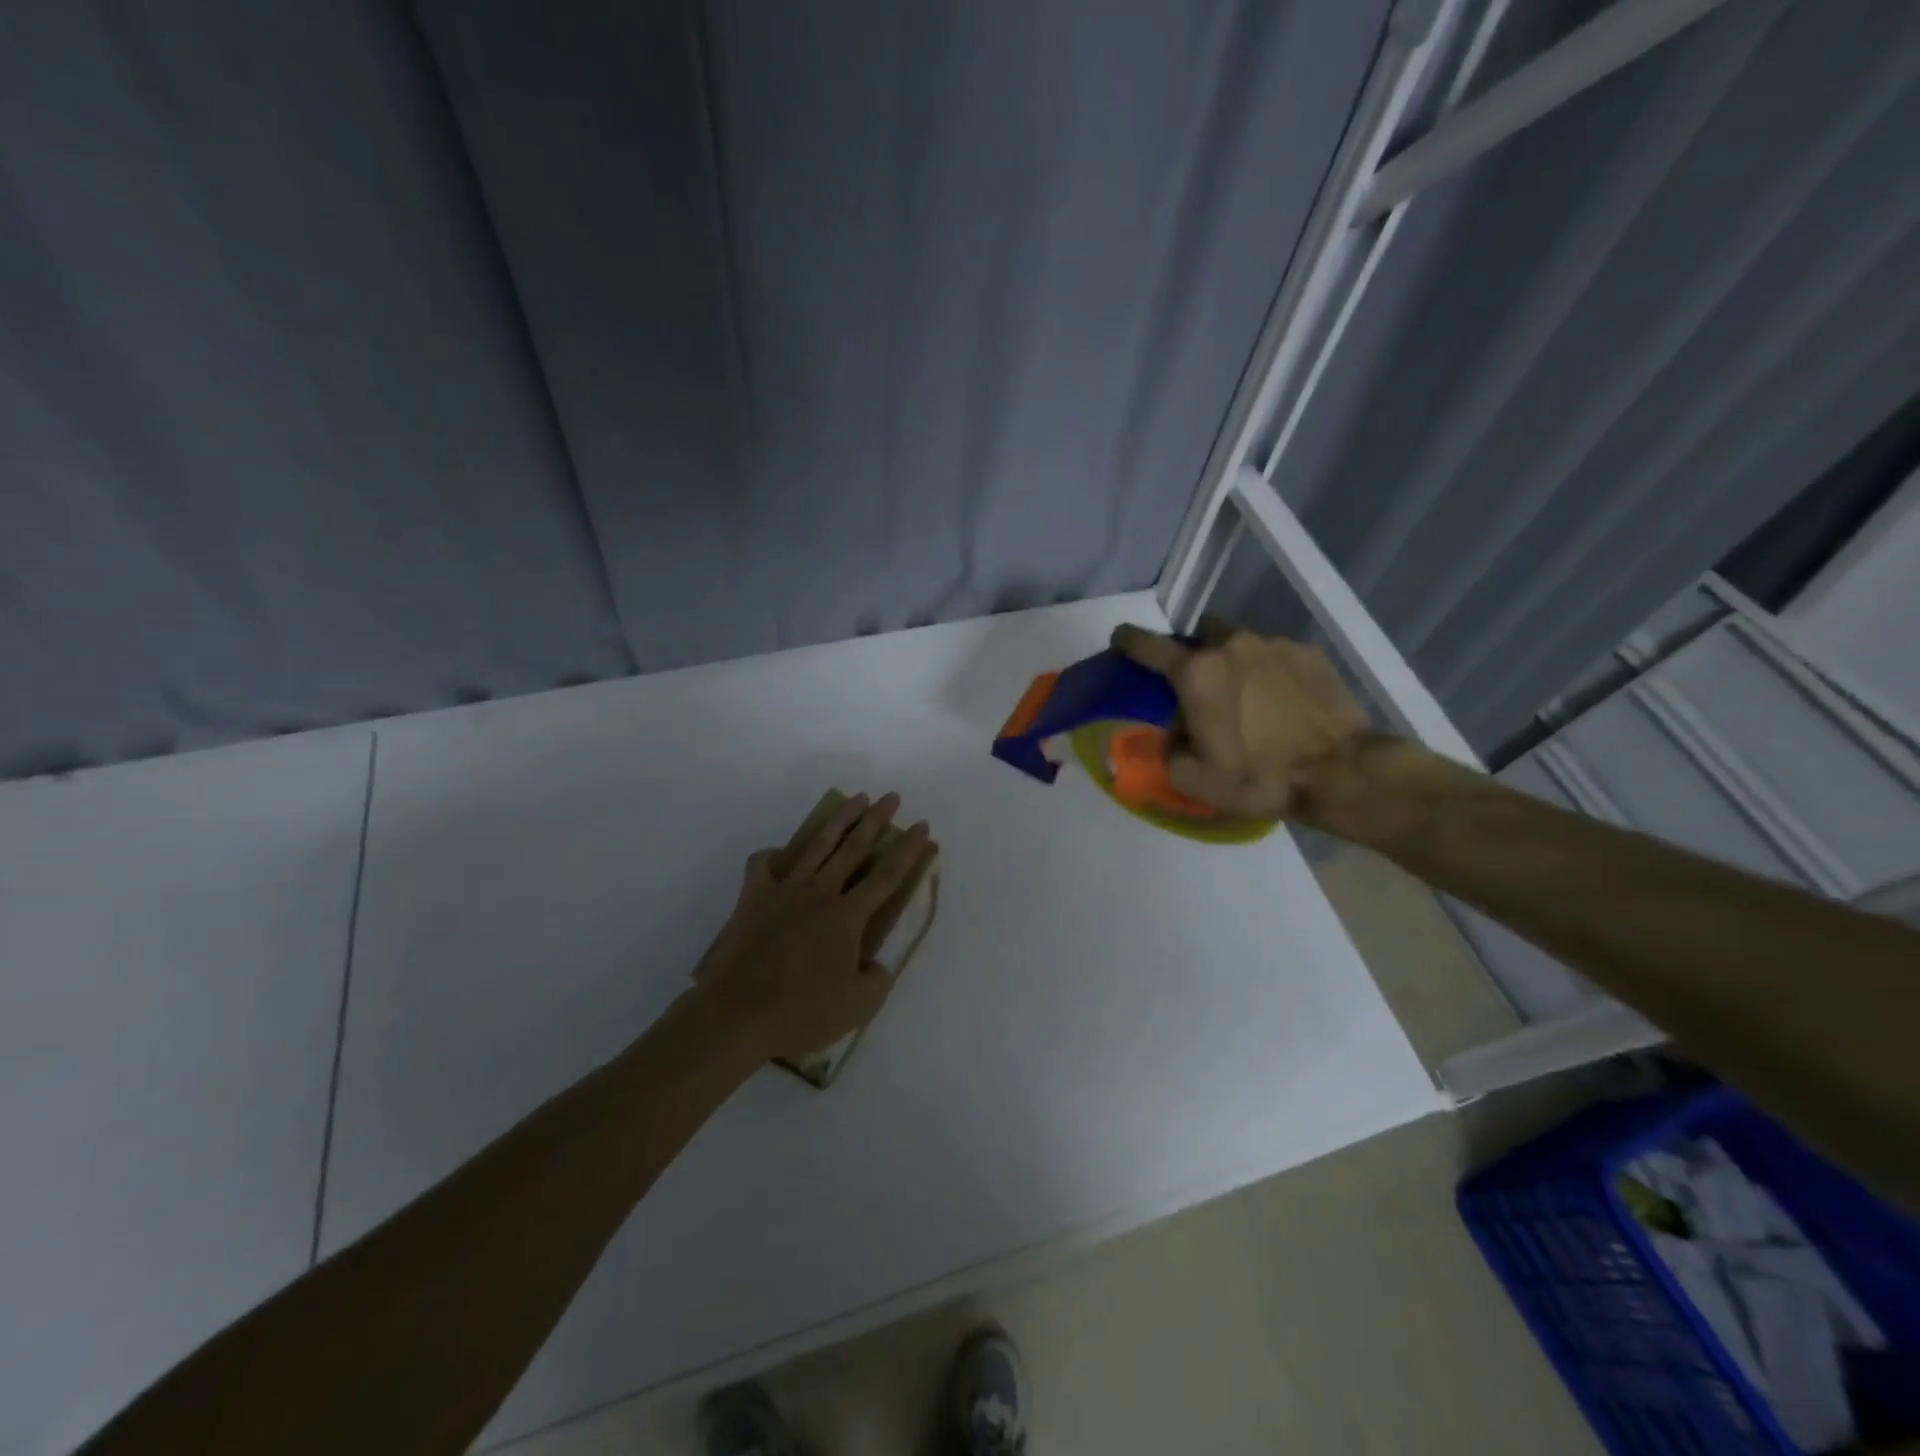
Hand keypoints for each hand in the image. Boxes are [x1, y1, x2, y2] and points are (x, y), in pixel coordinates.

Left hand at [693, 792, 932, 1062]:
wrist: (738, 1012)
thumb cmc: (802, 1011)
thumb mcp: (858, 1007)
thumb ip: (877, 981)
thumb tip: (877, 965)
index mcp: (848, 915)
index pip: (888, 874)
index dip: (908, 849)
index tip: (922, 825)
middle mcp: (821, 892)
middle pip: (854, 847)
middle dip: (877, 819)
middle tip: (891, 797)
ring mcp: (785, 890)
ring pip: (817, 844)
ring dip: (839, 819)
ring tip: (854, 800)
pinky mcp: (753, 897)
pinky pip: (762, 865)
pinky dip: (772, 855)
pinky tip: (780, 856)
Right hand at [1110, 618, 1372, 821]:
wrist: (1341, 772)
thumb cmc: (1259, 776)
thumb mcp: (1194, 779)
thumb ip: (1170, 750)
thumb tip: (1175, 735)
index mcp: (1196, 673)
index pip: (1147, 645)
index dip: (1128, 641)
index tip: (1120, 640)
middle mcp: (1231, 646)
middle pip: (1200, 634)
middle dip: (1195, 653)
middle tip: (1201, 685)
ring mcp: (1274, 645)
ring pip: (1240, 642)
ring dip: (1234, 662)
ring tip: (1248, 696)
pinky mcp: (1309, 653)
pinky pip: (1276, 654)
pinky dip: (1270, 671)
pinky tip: (1281, 701)